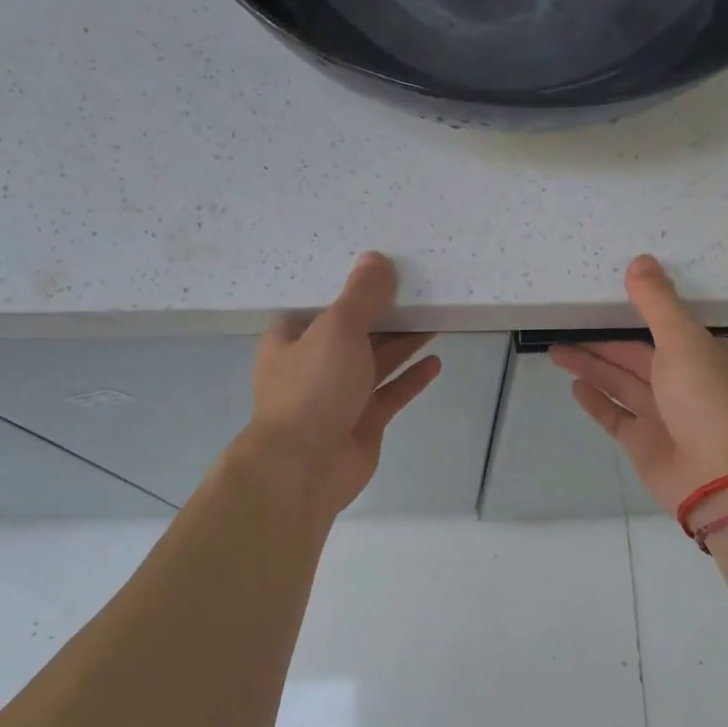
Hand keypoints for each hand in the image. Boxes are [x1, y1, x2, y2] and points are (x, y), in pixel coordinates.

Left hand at [244, 252, 441, 516]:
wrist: (304, 467)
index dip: (351, 286)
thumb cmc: (313, 388)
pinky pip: (390, 393)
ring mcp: (338, 396)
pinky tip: (435, 362)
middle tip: (420, 292)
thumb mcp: (337, 329)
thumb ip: (361, 295)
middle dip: (385, 314)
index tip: (382, 268)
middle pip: (354, 332)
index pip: (323, 303)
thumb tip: (376, 258)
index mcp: (292, 337)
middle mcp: (313, 364)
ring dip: (402, 343)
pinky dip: (410, 378)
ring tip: (435, 320)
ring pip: (375, 362)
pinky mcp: (361, 422)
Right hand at [550, 255, 727, 517]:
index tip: (607, 302)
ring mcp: (666, 416)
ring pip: (622, 384)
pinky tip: (575, 386)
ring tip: (556, 351)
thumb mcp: (683, 339)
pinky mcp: (646, 444)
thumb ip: (657, 302)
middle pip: (637, 357)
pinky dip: (597, 401)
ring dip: (592, 368)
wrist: (720, 475)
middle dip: (602, 344)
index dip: (637, 315)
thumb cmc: (707, 398)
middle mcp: (689, 383)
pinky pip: (616, 415)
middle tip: (564, 327)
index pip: (668, 329)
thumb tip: (640, 260)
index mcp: (709, 355)